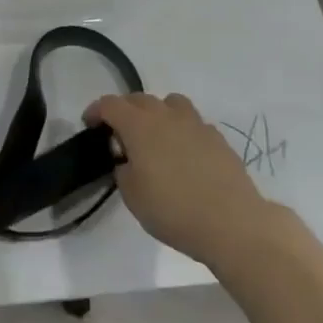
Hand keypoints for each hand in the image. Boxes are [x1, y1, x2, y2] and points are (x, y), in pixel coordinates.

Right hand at [88, 92, 269, 267]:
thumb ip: (123, 169)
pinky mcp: (218, 138)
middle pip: (139, 99)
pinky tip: (183, 154)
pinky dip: (181, 130)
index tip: (90, 125)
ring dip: (157, 113)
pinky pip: (192, 123)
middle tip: (119, 134)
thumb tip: (129, 160)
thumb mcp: (132, 195)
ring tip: (155, 137)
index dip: (96, 111)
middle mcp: (166, 115)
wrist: (232, 223)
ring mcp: (196, 124)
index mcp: (139, 125)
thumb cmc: (173, 210)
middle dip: (124, 110)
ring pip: (170, 103)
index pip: (110, 104)